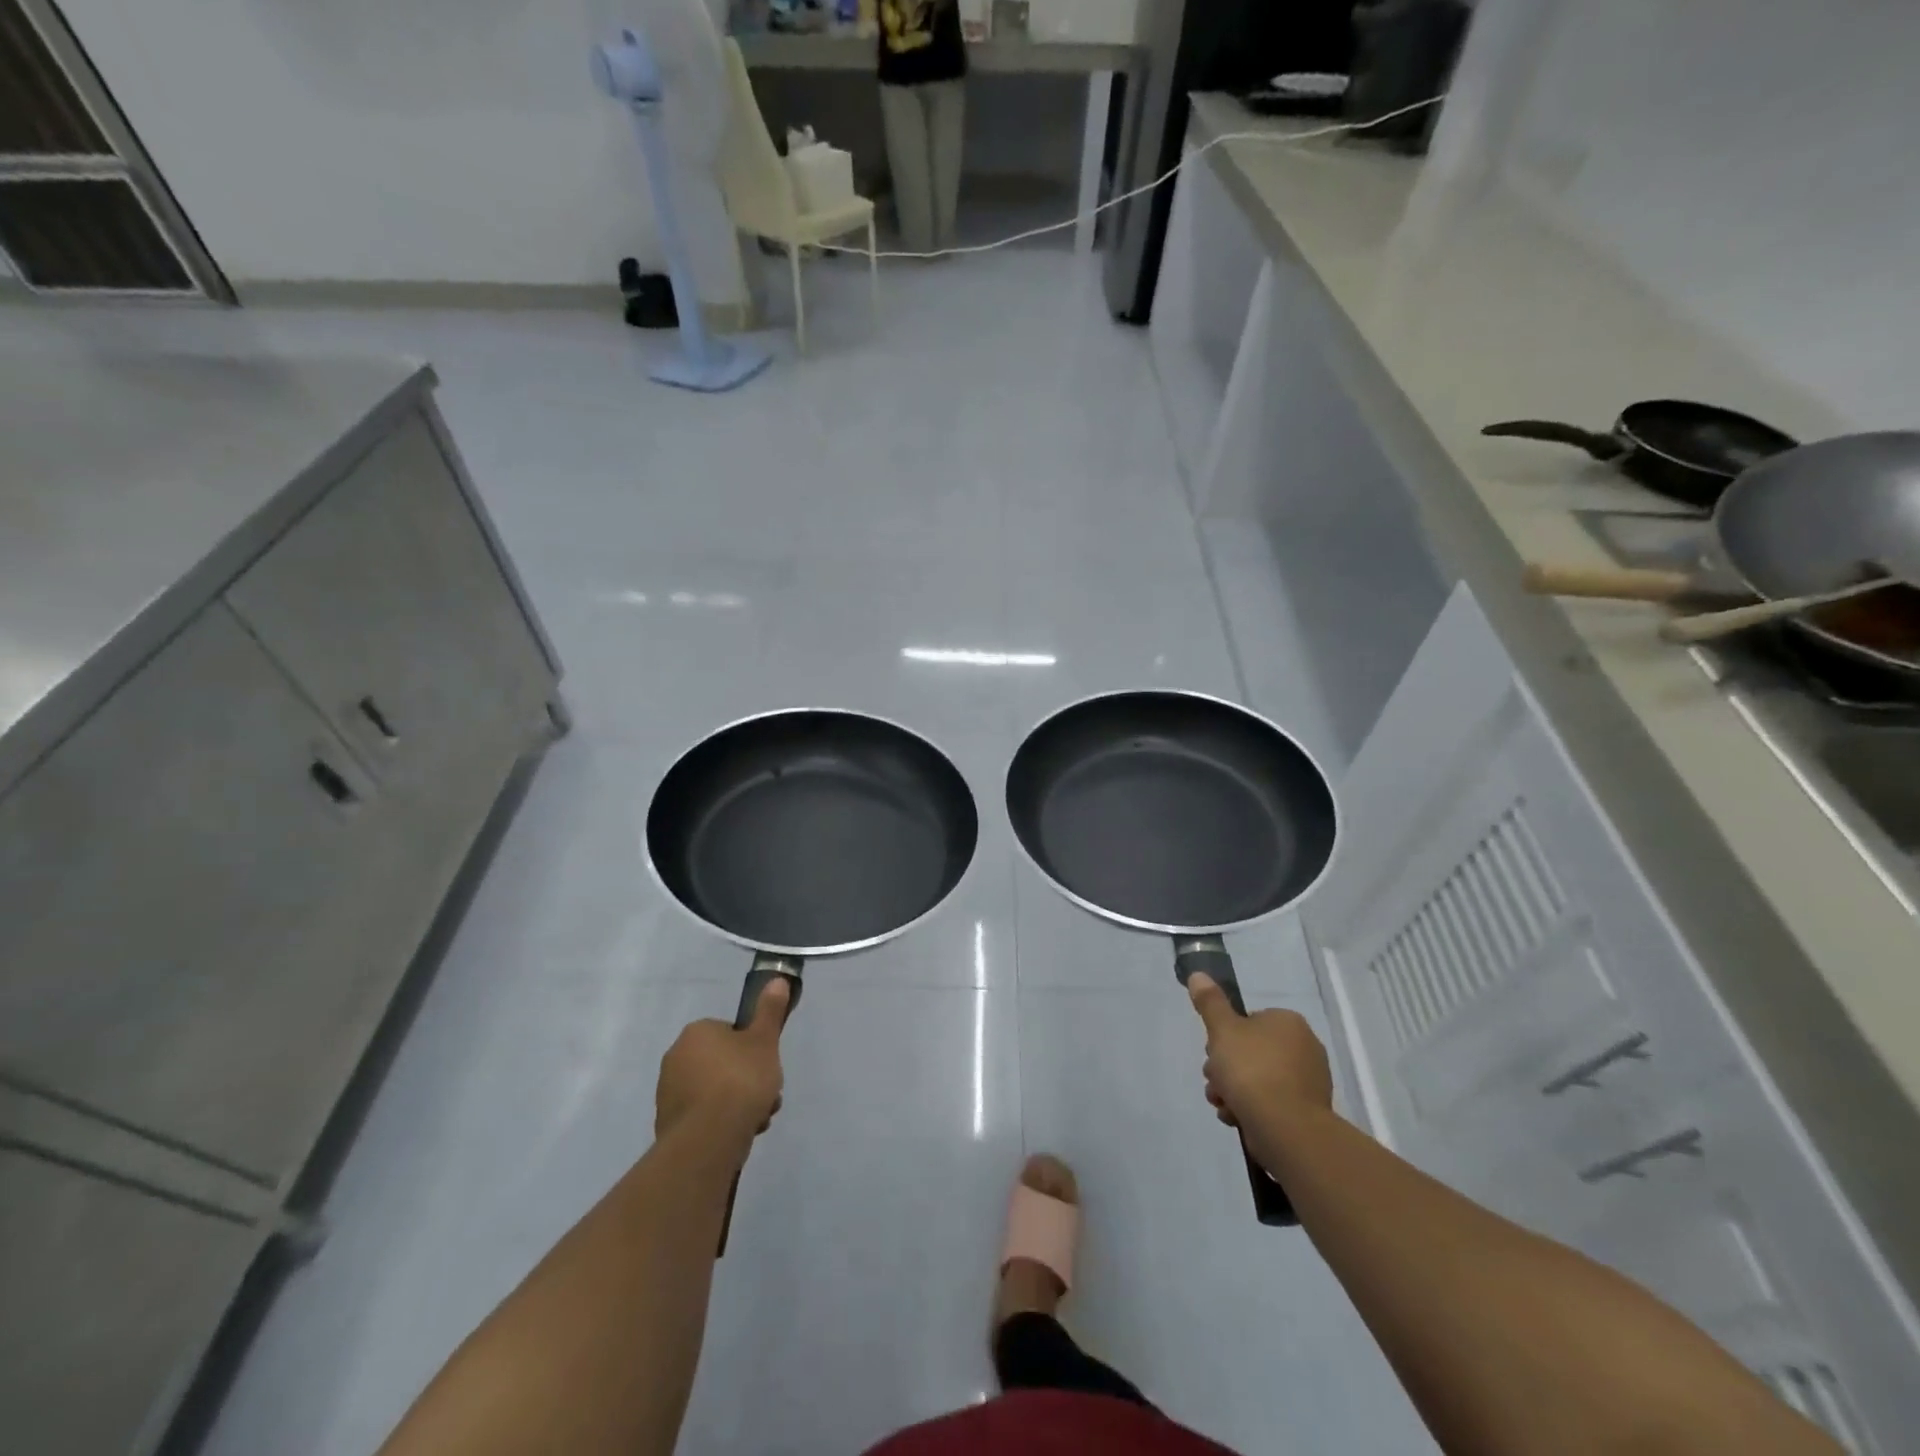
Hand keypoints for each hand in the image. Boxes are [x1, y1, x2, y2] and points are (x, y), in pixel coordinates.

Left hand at [655, 979, 789, 1145]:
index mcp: (697, 1032)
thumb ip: (770, 1010)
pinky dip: (721, 1121)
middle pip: (724, 1063)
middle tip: (767, 1095)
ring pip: (716, 1091)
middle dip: (748, 1080)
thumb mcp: (764, 1040)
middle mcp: (676, 1057)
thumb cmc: (740, 1079)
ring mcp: (669, 1092)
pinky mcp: (668, 1123)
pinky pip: (704, 1115)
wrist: (709, 1137)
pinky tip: (739, 1132)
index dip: (753, 1049)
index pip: (730, 1033)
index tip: (767, 1066)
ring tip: (758, 1119)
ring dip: (739, 1103)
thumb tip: (776, 979)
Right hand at [1187, 973, 1332, 1133]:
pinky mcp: (1306, 1112)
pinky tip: (1236, 1117)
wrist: (1286, 1128)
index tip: (1213, 1053)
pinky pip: (1271, 1103)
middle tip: (1215, 1080)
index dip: (1224, 1037)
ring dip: (1233, 1090)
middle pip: (1250, 1051)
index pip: (1249, 1021)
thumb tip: (1197, 974)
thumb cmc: (1252, 1070)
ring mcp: (1308, 1082)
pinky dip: (1251, 1109)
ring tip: (1222, 1104)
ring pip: (1257, 1079)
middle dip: (1225, 1068)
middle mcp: (1304, 1048)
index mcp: (1288, 1022)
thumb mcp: (1222, 1029)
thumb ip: (1209, 1002)